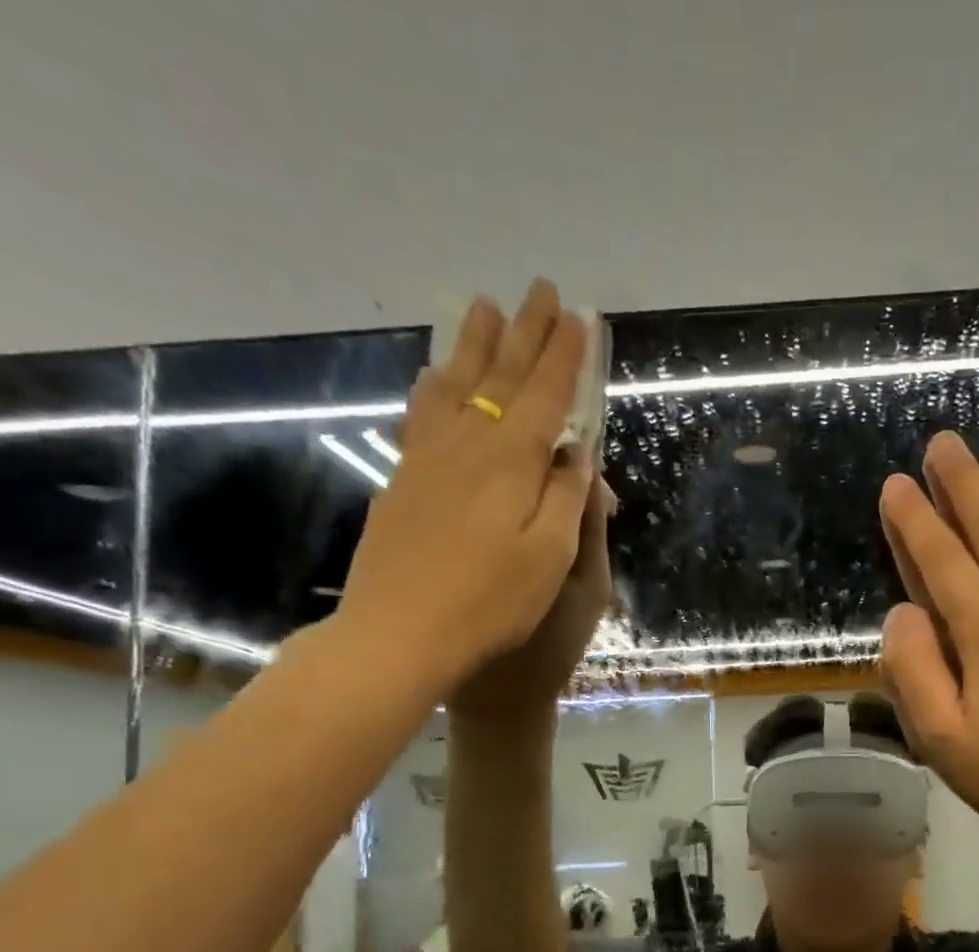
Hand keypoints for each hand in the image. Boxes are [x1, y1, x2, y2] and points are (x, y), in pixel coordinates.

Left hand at [332, 281, 594, 704]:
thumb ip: (567, 499)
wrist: (400, 634)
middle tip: (538, 290)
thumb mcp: (550, 558)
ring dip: (474, 345)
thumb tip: (578, 453)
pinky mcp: (402, 481)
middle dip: (525, 333)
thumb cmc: (490, 605)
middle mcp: (468, 446)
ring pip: (455, 386)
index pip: (546, 395)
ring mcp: (428, 460)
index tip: (578, 317)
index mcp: (512, 463)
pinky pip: (421, 415)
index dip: (565, 356)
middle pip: (501, 377)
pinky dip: (434, 387)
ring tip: (483, 308)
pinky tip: (435, 378)